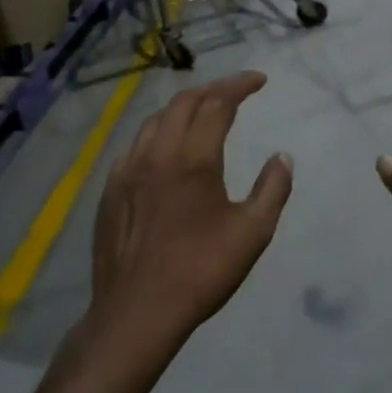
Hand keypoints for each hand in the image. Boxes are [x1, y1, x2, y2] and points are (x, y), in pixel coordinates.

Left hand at [88, 72, 292, 353]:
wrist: (137, 311)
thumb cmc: (201, 271)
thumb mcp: (252, 233)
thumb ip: (272, 189)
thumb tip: (281, 157)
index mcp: (192, 158)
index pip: (217, 103)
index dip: (239, 85)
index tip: (259, 80)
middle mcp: (156, 153)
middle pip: (183, 103)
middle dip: (212, 89)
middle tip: (235, 91)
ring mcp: (126, 170)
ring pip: (154, 121)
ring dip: (182, 109)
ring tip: (202, 114)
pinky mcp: (109, 190)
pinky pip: (135, 146)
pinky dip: (157, 135)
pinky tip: (165, 151)